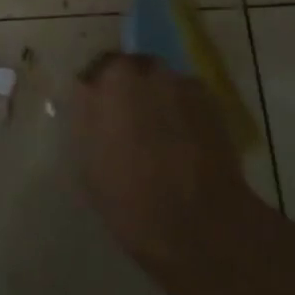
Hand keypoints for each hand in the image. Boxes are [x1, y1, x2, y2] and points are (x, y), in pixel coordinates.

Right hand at [70, 53, 265, 294]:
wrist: (199, 224)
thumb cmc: (131, 200)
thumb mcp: (88, 163)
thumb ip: (85, 119)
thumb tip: (87, 96)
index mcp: (106, 83)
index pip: (93, 71)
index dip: (95, 93)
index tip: (96, 113)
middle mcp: (142, 70)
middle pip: (128, 70)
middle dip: (126, 91)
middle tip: (127, 124)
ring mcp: (178, 81)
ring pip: (159, 82)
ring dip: (156, 98)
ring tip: (160, 135)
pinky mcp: (209, 98)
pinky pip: (186, 95)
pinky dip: (182, 110)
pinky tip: (186, 141)